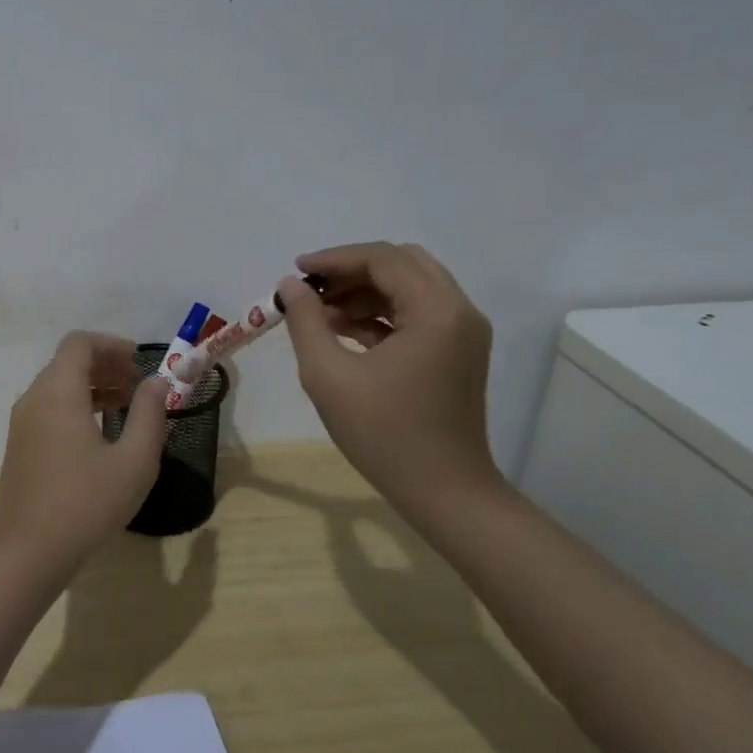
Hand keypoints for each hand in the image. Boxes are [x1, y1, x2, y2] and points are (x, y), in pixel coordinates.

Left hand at [0, 332, 168, 574]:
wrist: (29, 551)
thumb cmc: (87, 503)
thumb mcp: (134, 461)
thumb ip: (149, 414)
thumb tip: (156, 383)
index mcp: (58, 392)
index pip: (79, 343)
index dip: (111, 344)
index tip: (139, 360)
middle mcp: (34, 398)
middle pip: (68, 363)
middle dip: (106, 365)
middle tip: (140, 384)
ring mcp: (22, 423)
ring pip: (58, 386)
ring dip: (93, 386)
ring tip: (127, 405)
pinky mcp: (20, 445)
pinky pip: (49, 408)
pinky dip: (76, 405)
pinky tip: (101, 432)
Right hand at [278, 243, 500, 510]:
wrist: (444, 492)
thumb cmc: (384, 434)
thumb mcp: (328, 375)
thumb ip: (305, 321)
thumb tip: (290, 285)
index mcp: (436, 311)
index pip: (383, 259)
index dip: (335, 259)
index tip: (295, 271)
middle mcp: (458, 311)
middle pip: (401, 264)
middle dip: (351, 270)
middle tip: (310, 289)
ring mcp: (462, 332)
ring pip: (409, 287)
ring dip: (364, 291)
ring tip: (320, 313)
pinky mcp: (457, 352)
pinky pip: (416, 313)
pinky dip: (380, 313)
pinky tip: (343, 331)